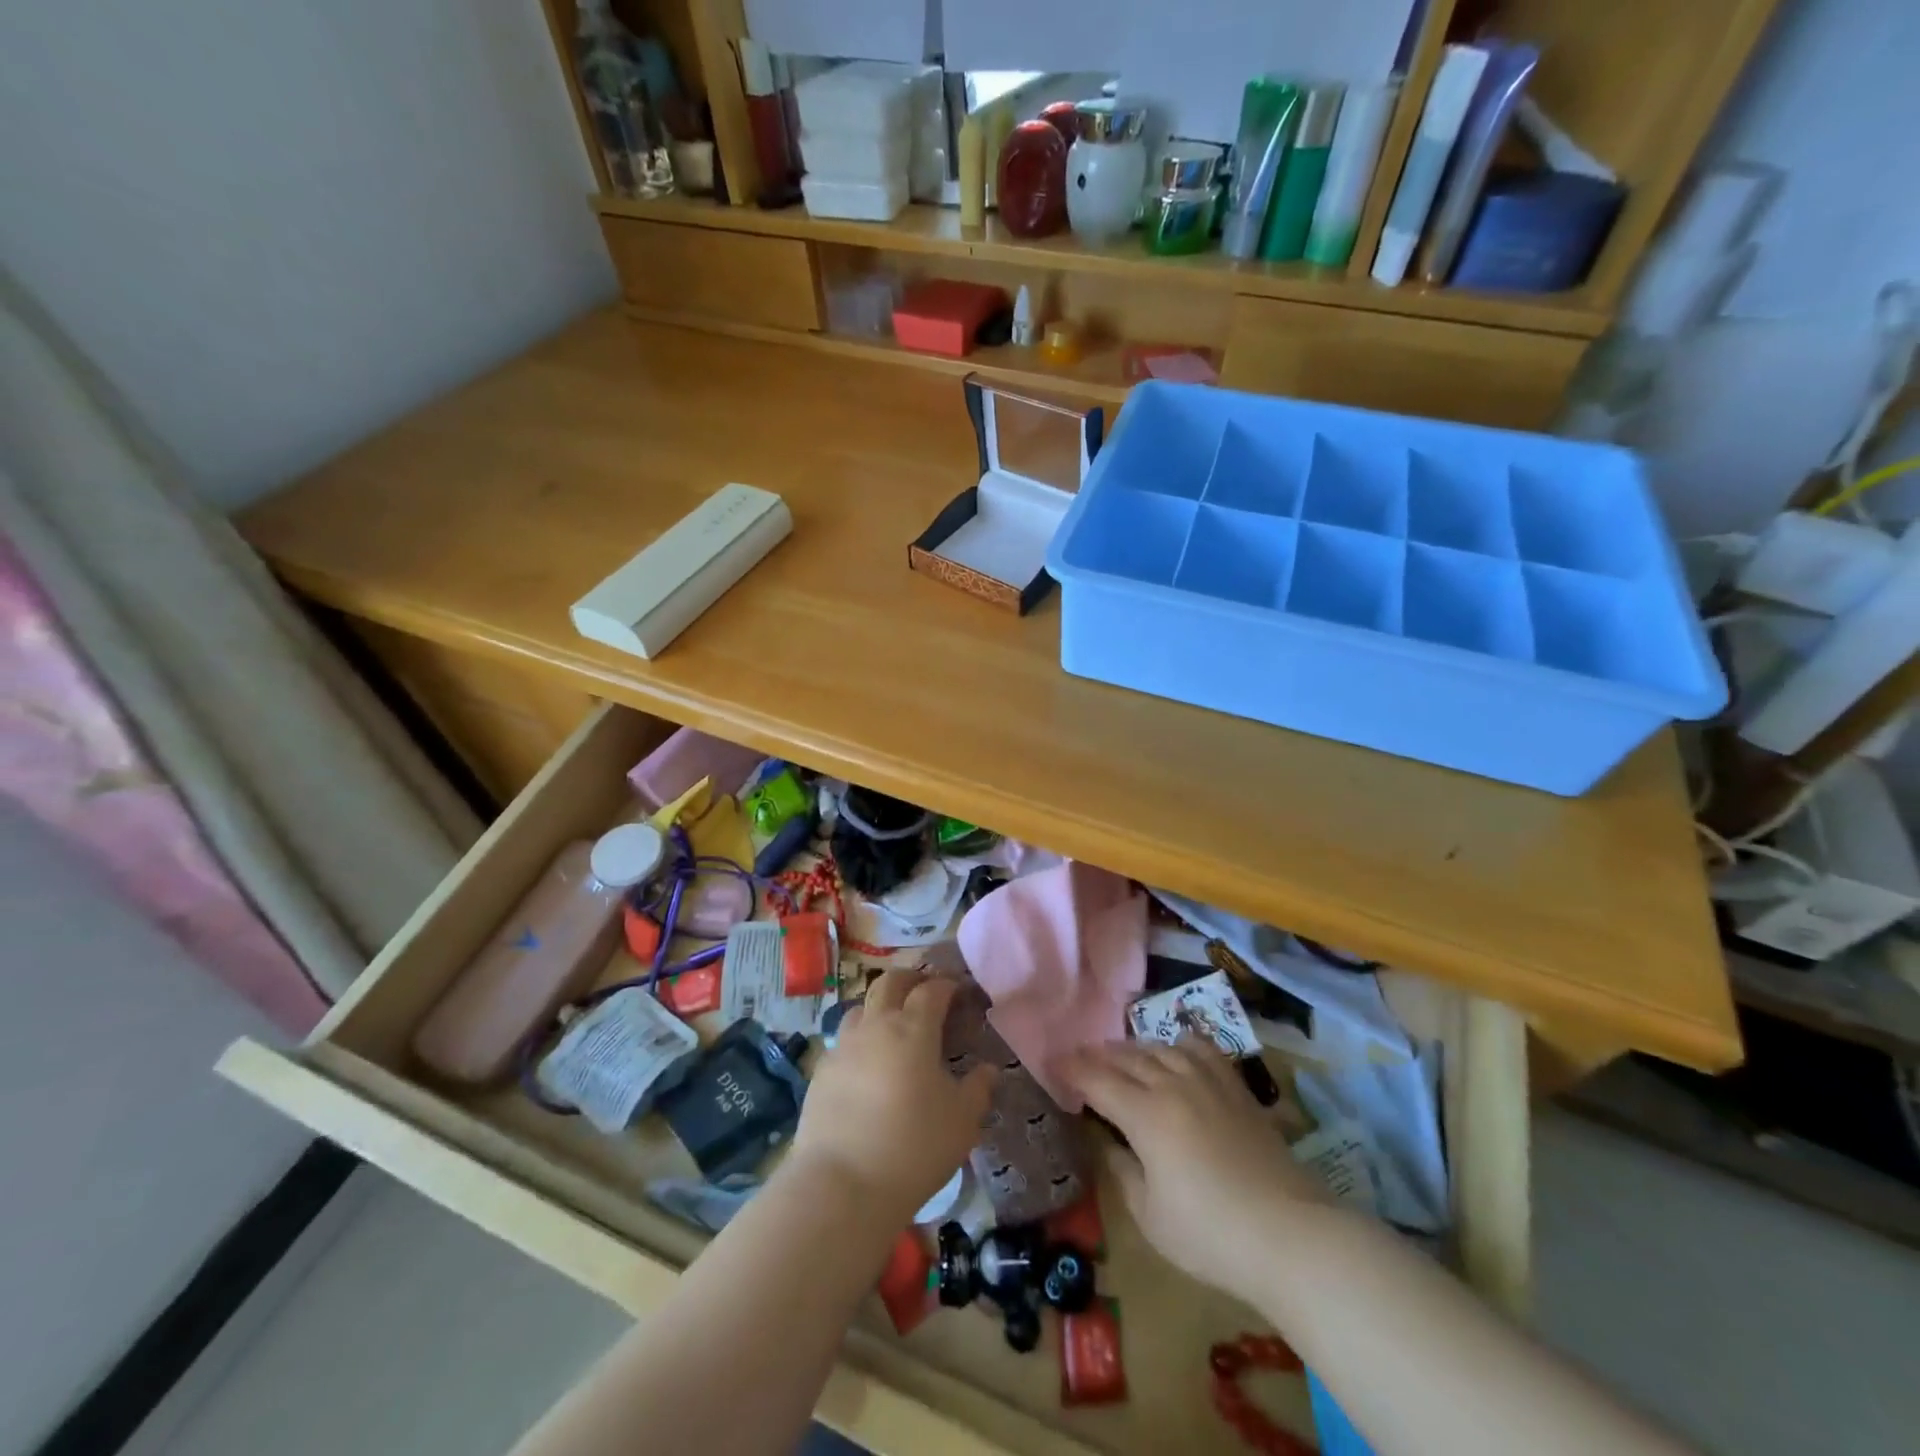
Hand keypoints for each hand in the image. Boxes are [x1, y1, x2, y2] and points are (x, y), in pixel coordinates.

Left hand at [789, 970, 995, 1226]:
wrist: (842, 1183)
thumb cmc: (914, 1146)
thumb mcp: (962, 1121)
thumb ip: (978, 1089)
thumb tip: (989, 1069)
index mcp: (913, 1028)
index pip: (932, 990)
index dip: (947, 985)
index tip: (959, 992)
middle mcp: (876, 1025)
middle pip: (890, 982)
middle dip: (910, 979)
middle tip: (925, 989)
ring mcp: (844, 1046)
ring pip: (860, 1007)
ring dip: (880, 1005)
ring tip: (893, 1025)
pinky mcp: (821, 1071)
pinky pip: (843, 1041)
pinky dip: (859, 1040)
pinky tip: (866, 1064)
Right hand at [1063, 1038, 1331, 1296]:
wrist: (1288, 1234)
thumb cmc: (1209, 1235)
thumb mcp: (1149, 1215)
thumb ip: (1122, 1172)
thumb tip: (1109, 1145)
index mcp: (1145, 1115)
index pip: (1097, 1080)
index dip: (1071, 1069)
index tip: (1052, 1063)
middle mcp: (1172, 1085)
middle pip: (1126, 1058)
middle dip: (1097, 1056)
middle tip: (1079, 1059)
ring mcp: (1207, 1081)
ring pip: (1160, 1048)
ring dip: (1133, 1049)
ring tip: (1121, 1056)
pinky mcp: (1235, 1088)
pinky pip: (1200, 1049)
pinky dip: (1179, 1044)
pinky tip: (1174, 1050)